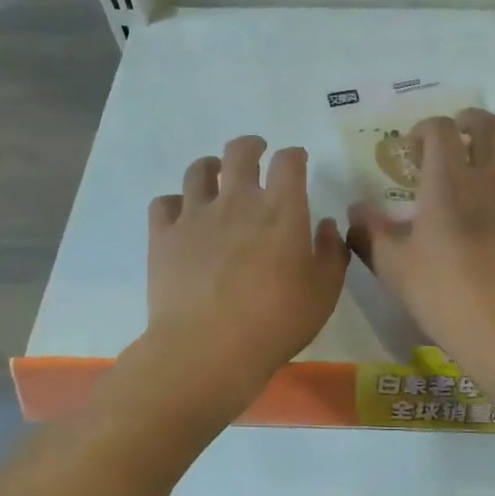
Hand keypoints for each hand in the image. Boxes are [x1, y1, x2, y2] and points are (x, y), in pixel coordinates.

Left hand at [146, 136, 348, 400]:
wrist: (207, 349)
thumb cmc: (276, 322)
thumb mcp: (324, 292)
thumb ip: (331, 253)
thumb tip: (327, 225)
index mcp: (281, 209)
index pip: (289, 162)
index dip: (294, 156)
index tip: (297, 161)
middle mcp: (237, 200)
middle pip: (240, 151)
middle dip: (251, 146)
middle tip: (257, 153)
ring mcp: (195, 215)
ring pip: (198, 170)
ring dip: (211, 167)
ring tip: (216, 176)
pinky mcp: (163, 236)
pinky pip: (164, 203)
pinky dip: (175, 203)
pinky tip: (182, 215)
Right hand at [347, 109, 494, 354]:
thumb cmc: (444, 295)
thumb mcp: (393, 267)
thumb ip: (370, 233)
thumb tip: (356, 210)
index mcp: (448, 182)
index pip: (441, 130)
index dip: (426, 129)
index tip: (415, 147)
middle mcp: (489, 179)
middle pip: (488, 126)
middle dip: (469, 121)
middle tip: (455, 136)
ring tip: (491, 161)